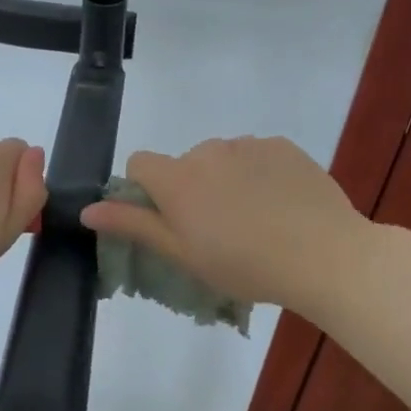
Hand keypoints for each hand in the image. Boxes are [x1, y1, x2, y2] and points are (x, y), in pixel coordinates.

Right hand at [80, 136, 365, 316]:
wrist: (324, 256)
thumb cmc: (244, 265)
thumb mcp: (182, 254)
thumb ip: (133, 225)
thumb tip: (86, 209)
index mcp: (177, 178)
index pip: (140, 163)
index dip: (146, 190)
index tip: (170, 220)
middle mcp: (207, 150)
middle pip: (183, 163)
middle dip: (191, 189)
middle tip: (218, 231)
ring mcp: (248, 144)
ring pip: (221, 158)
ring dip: (226, 180)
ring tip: (255, 220)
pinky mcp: (283, 146)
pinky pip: (257, 155)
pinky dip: (259, 173)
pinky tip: (281, 205)